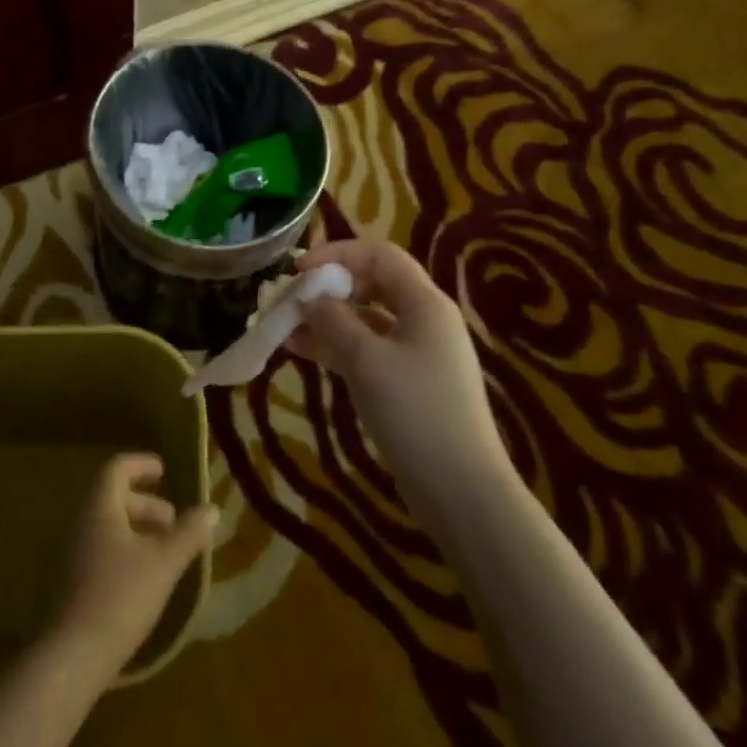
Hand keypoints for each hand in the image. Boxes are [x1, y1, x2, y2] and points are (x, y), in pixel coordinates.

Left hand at [51, 453, 216, 682]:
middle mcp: (83, 521)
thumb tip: (213, 508)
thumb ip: (189, 533)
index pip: (118, 468)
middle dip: (148, 504)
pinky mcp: (74, 580)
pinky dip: (127, 549)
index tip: (165, 471)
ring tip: (167, 552)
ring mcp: (75, 552)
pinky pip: (103, 548)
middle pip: (115, 496)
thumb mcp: (164, 563)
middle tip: (175, 522)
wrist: (73, 656)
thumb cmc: (121, 596)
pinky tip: (147, 577)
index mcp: (100, 505)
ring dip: (139, 529)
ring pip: (110, 525)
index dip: (142, 464)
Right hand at [288, 239, 509, 526]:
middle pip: (372, 284)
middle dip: (328, 288)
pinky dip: (337, 346)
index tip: (298, 271)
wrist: (463, 492)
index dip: (337, 254)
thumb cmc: (416, 414)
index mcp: (424, 303)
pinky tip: (303, 352)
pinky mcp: (409, 382)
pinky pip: (368, 349)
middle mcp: (424, 319)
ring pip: (366, 319)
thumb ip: (333, 321)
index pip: (379, 255)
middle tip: (289, 300)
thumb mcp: (366, 361)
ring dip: (327, 319)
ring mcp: (418, 353)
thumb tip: (307, 296)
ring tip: (284, 328)